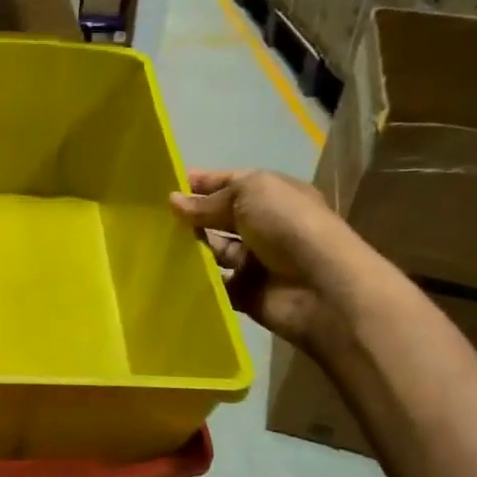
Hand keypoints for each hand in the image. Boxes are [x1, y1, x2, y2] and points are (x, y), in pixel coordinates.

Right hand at [169, 168, 367, 348]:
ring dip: (190, 247)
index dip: (200, 183)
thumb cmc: (290, 227)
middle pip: (219, 217)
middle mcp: (264, 226)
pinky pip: (213, 283)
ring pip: (213, 250)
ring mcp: (255, 261)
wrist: (323, 289)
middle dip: (190, 216)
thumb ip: (210, 200)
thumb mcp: (249, 194)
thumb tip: (173, 201)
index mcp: (272, 195)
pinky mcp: (245, 293)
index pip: (230, 183)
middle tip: (152, 218)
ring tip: (156, 244)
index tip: (164, 186)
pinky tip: (169, 272)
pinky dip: (195, 280)